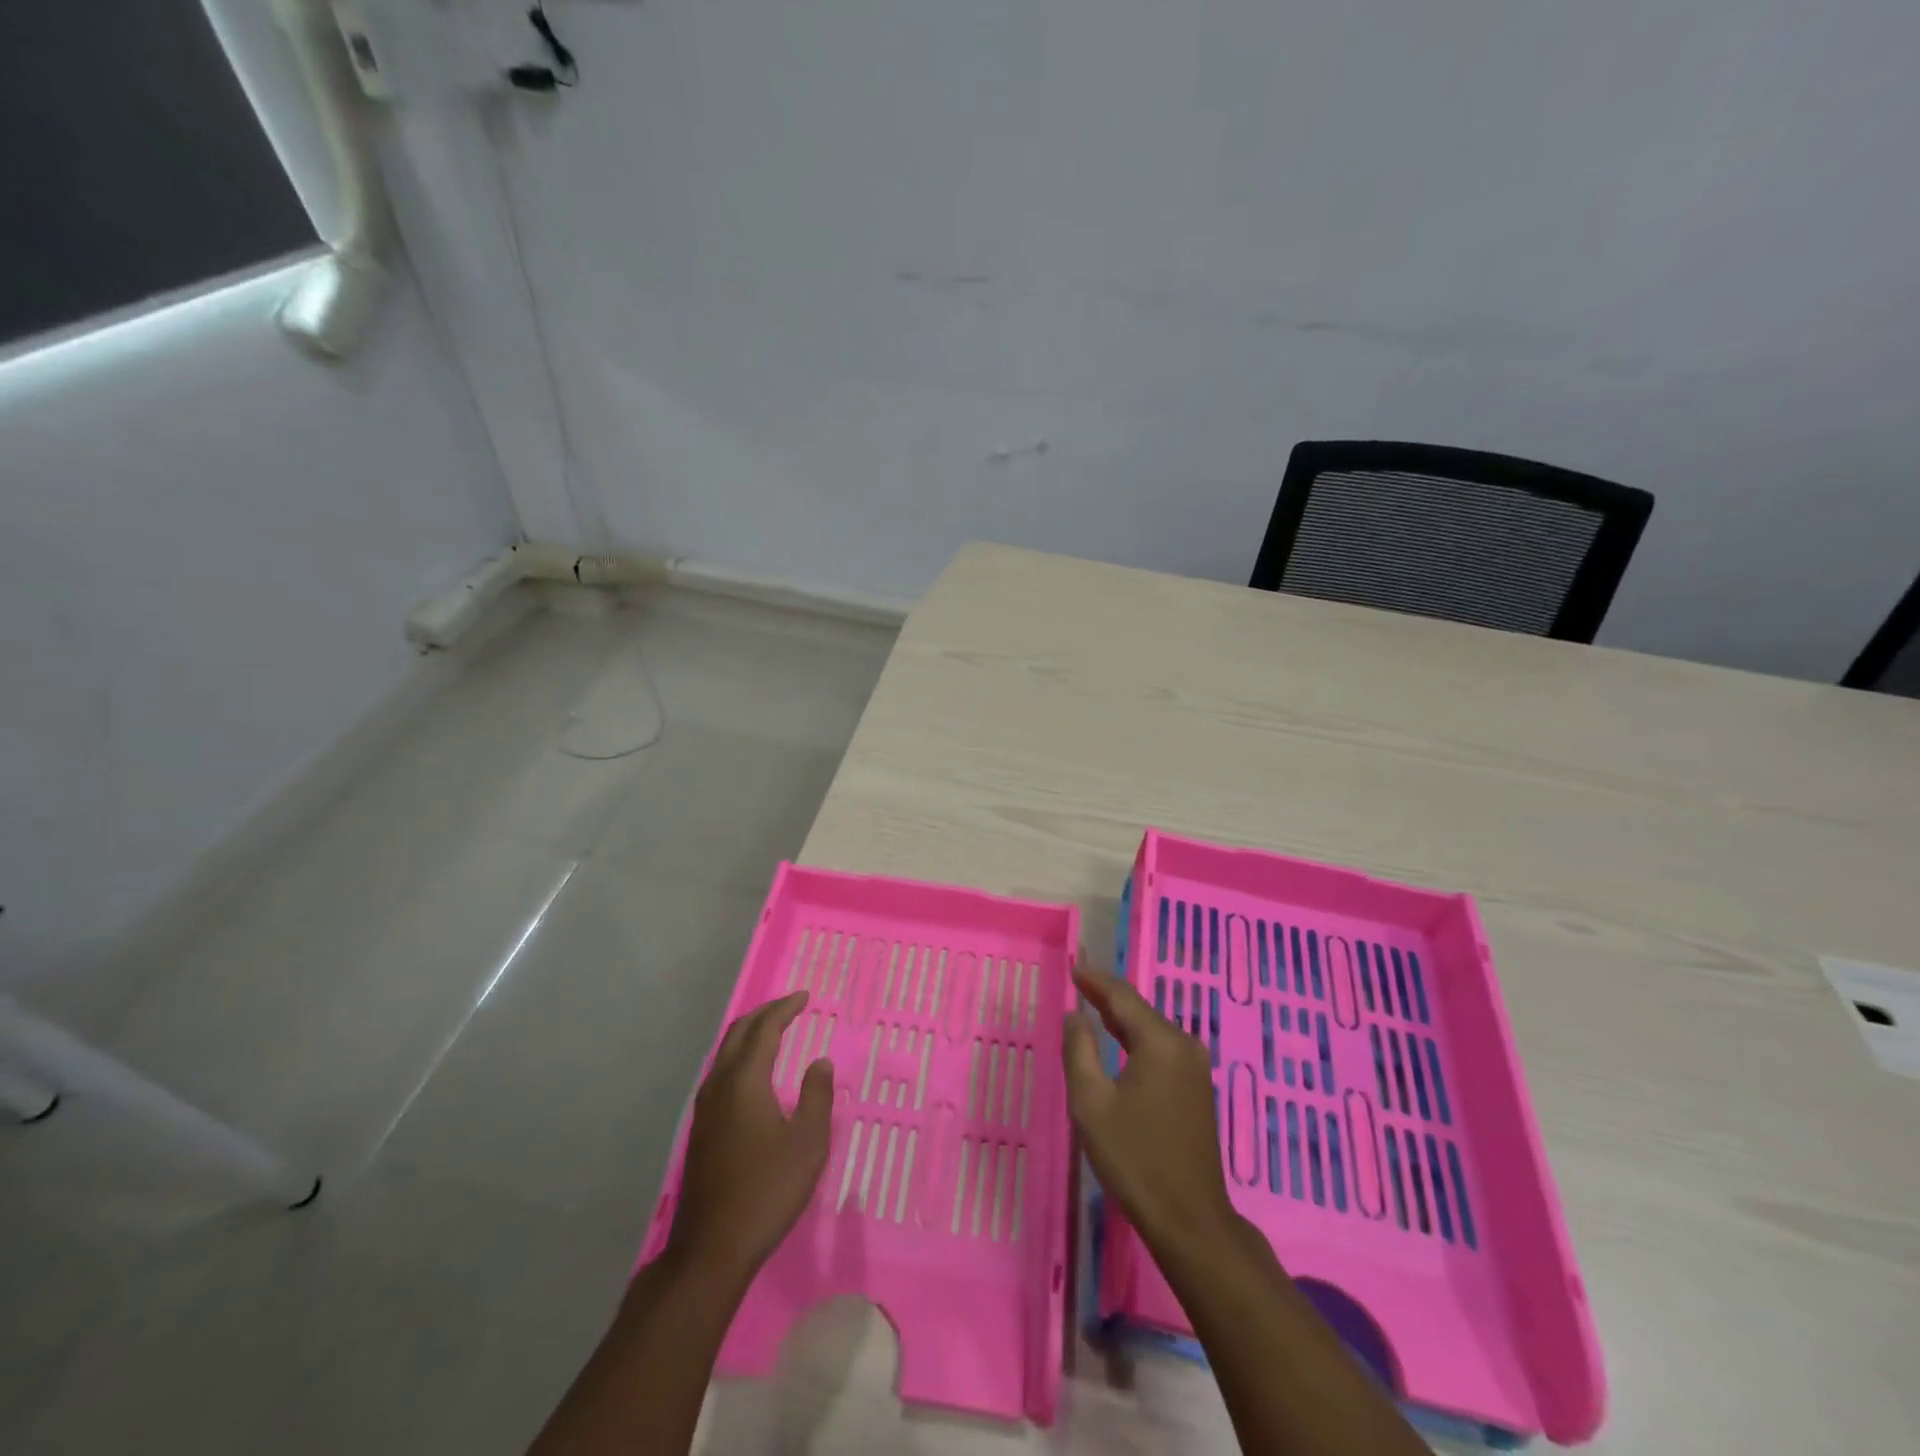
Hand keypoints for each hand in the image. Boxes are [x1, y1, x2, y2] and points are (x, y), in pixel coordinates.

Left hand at [666, 991, 833, 1283]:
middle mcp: (719, 1086)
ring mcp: (705, 1109)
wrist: (712, 1248)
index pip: (764, 1030)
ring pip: (725, 1053)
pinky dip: (740, 1056)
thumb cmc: (767, 1190)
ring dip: (749, 1034)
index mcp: (745, 1082)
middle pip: (738, 1034)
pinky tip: (752, 1072)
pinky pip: (720, 1072)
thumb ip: (817, 1096)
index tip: (805, 997)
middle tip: (789, 1006)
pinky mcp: (701, 1129)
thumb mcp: (808, 1143)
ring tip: (773, 1030)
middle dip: (764, 1014)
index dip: (785, 1009)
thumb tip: (819, 1062)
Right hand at [1064, 965, 1248, 1263]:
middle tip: (1078, 984)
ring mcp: (1195, 1067)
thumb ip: (1079, 1051)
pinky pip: (1162, 1049)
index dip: (1095, 981)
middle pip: (1140, 1011)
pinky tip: (1119, 1044)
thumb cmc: (1135, 1158)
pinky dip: (1136, 1040)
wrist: (1190, 1218)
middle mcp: (1184, 1045)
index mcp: (1160, 1042)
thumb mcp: (1091, 1103)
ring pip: (1151, 1030)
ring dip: (1122, 1020)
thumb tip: (1074, 1015)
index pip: (1122, 997)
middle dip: (1107, 997)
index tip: (1074, 968)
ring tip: (1092, 1008)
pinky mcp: (1197, 1088)